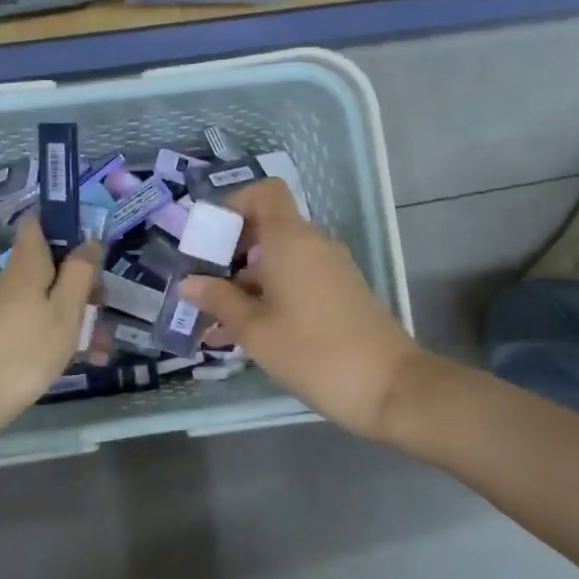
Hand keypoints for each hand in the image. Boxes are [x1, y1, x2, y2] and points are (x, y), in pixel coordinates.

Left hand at [0, 218, 101, 432]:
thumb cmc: (28, 346)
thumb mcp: (66, 308)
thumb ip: (81, 271)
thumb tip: (90, 240)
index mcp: (30, 262)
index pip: (40, 222)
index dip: (66, 223)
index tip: (93, 241)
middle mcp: (19, 277)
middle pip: (56, 263)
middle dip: (85, 281)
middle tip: (105, 304)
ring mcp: (13, 305)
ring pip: (55, 296)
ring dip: (82, 315)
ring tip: (104, 347)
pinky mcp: (12, 331)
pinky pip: (45, 321)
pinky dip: (67, 333)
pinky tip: (89, 358)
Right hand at [180, 179, 425, 441]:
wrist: (388, 385)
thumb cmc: (312, 350)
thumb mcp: (255, 329)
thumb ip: (219, 300)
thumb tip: (190, 283)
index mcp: (291, 239)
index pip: (265, 192)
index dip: (235, 205)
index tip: (210, 239)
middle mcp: (313, 244)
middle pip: (267, 229)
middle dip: (231, 254)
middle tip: (203, 287)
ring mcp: (331, 269)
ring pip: (279, 261)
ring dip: (246, 283)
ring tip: (215, 323)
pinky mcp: (341, 293)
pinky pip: (297, 281)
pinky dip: (270, 296)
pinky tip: (245, 336)